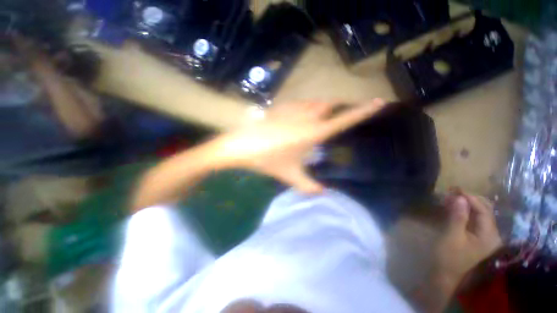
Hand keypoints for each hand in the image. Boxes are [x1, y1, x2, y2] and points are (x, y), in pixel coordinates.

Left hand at [212, 99, 385, 192]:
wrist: (242, 146)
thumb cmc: (268, 160)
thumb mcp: (290, 176)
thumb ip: (309, 186)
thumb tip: (323, 194)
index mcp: (314, 132)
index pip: (345, 120)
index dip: (363, 111)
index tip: (379, 102)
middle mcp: (308, 116)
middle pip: (329, 106)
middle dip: (332, 112)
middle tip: (325, 125)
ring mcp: (294, 108)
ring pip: (314, 104)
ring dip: (317, 111)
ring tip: (309, 124)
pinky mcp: (281, 106)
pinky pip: (299, 104)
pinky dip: (302, 110)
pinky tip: (293, 121)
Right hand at [435, 191, 502, 284]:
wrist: (445, 273)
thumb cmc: (449, 256)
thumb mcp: (452, 236)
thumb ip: (458, 217)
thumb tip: (460, 198)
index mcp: (489, 235)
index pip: (484, 210)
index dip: (470, 198)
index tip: (454, 189)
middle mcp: (491, 233)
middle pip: (485, 209)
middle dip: (469, 199)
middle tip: (451, 192)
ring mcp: (485, 235)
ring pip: (479, 212)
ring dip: (466, 203)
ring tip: (450, 197)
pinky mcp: (477, 235)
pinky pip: (474, 218)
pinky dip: (464, 210)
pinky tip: (453, 206)